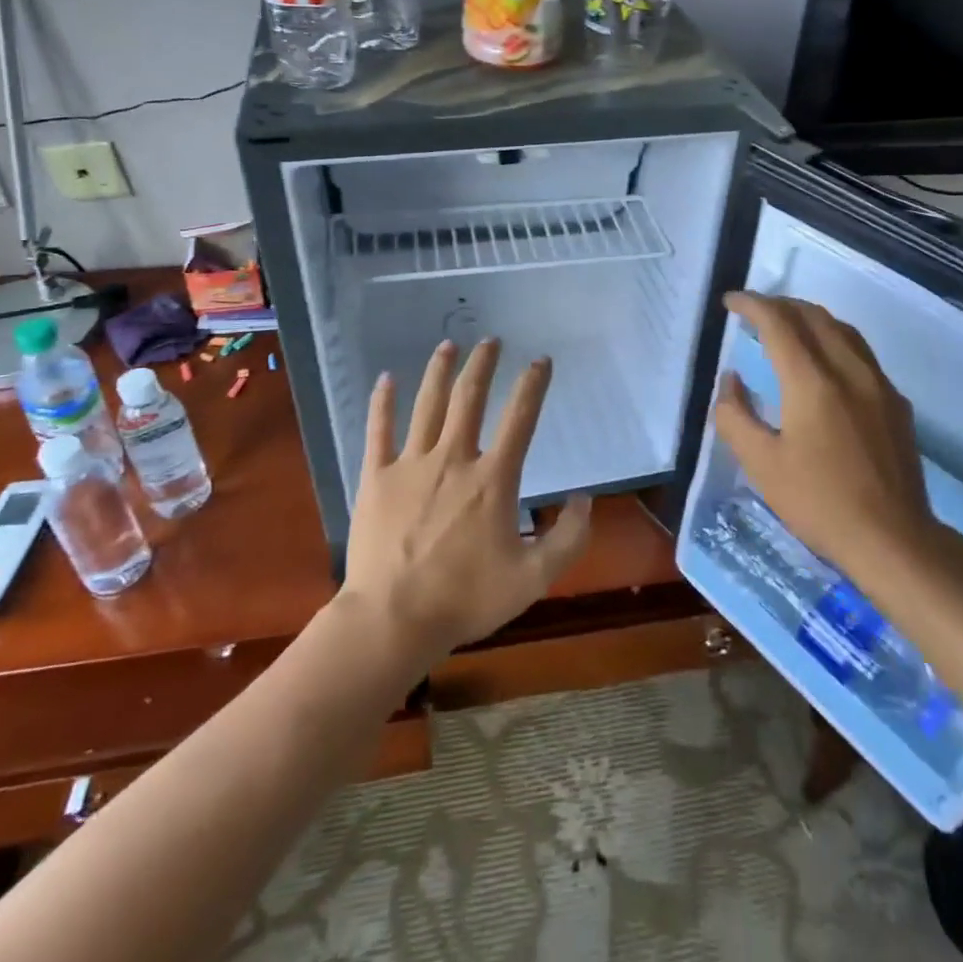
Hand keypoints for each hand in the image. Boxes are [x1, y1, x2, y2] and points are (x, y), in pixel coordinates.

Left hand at [340, 339, 592, 665]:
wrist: (393, 621)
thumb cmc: (466, 599)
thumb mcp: (533, 578)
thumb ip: (568, 538)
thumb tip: (586, 499)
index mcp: (492, 479)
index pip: (519, 419)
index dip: (533, 386)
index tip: (541, 361)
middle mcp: (453, 459)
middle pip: (469, 398)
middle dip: (483, 365)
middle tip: (490, 340)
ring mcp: (411, 465)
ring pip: (427, 405)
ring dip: (439, 371)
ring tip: (449, 345)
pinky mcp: (376, 478)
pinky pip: (378, 431)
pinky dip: (383, 403)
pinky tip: (385, 378)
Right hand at [714, 293, 951, 585]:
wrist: (894, 540)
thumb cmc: (819, 503)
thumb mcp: (761, 464)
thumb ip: (736, 415)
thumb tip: (731, 379)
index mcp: (812, 381)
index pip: (779, 323)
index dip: (752, 305)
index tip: (730, 302)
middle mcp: (849, 370)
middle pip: (814, 316)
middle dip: (780, 305)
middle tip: (754, 312)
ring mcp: (879, 384)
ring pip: (842, 329)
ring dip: (810, 317)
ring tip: (786, 327)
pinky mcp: (896, 402)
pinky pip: (861, 353)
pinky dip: (833, 340)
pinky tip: (824, 364)